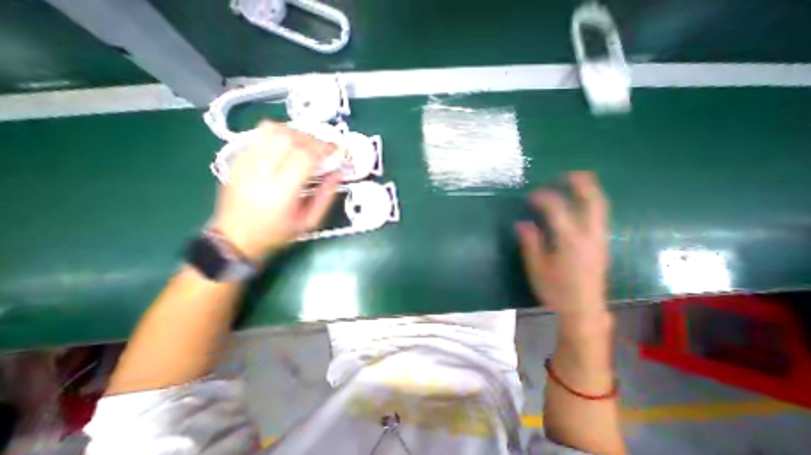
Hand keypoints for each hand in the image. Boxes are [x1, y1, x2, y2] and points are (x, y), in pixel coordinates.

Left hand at [210, 122, 338, 260]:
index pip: (305, 156)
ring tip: (306, 144)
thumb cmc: (276, 233)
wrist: (235, 239)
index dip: (323, 148)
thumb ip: (326, 196)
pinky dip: (278, 134)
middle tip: (323, 148)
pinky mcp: (237, 160)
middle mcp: (262, 172)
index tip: (335, 150)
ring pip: (272, 130)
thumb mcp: (309, 221)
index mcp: (282, 191)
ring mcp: (246, 163)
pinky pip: (259, 135)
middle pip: (289, 138)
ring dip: (295, 132)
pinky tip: (288, 146)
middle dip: (312, 139)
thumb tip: (338, 173)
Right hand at [517, 173, 611, 318]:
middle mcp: (590, 237)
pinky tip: (580, 205)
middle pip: (593, 203)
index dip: (544, 198)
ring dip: (589, 192)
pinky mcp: (601, 245)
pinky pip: (599, 217)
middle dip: (582, 185)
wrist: (583, 310)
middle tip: (569, 173)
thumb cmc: (556, 290)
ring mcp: (599, 241)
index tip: (531, 195)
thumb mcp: (536, 267)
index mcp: (570, 242)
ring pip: (600, 209)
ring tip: (577, 182)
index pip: (558, 210)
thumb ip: (530, 242)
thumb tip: (521, 222)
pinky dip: (591, 204)